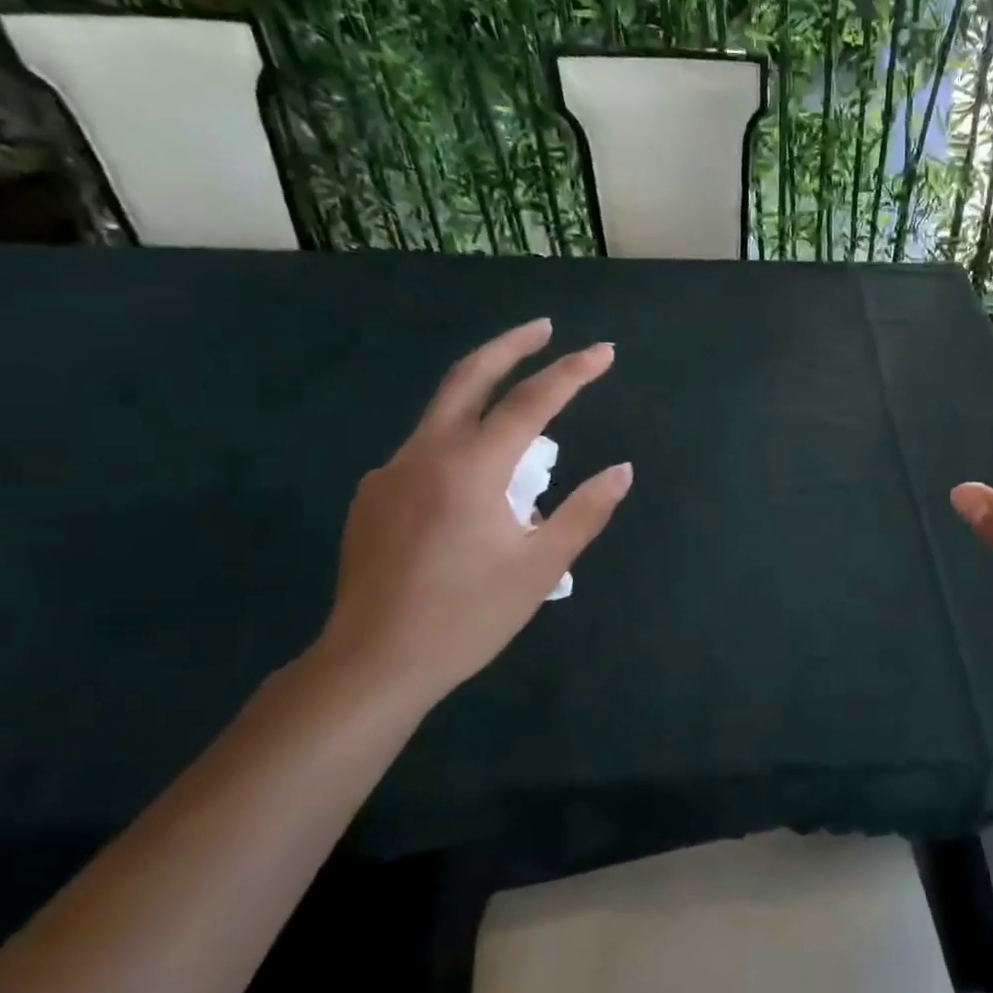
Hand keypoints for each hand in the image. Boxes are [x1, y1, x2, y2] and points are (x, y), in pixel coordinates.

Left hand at [311, 320, 631, 710]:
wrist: (372, 664)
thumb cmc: (467, 616)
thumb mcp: (541, 565)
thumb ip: (585, 511)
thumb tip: (621, 470)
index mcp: (471, 467)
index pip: (530, 401)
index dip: (572, 372)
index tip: (604, 351)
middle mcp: (425, 454)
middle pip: (468, 377)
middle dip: (510, 345)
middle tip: (545, 328)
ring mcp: (391, 473)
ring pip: (443, 415)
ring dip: (485, 400)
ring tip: (526, 434)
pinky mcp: (373, 498)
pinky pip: (425, 453)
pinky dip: (460, 446)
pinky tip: (475, 488)